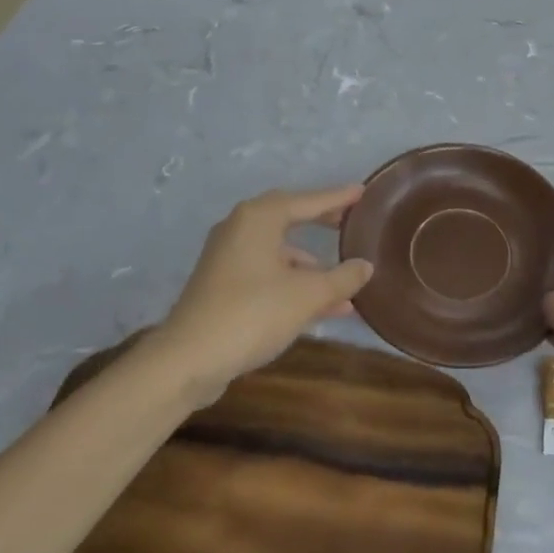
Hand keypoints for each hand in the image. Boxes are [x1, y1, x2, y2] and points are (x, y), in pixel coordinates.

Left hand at [143, 185, 372, 401]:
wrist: (188, 360)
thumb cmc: (252, 313)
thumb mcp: (308, 295)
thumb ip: (342, 278)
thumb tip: (366, 265)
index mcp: (259, 218)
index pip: (308, 200)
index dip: (338, 197)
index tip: (362, 192)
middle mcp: (240, 228)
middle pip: (289, 218)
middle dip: (321, 222)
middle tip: (349, 221)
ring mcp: (227, 258)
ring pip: (279, 252)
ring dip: (311, 265)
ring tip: (344, 281)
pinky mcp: (221, 285)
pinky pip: (267, 273)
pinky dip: (293, 282)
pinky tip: (320, 307)